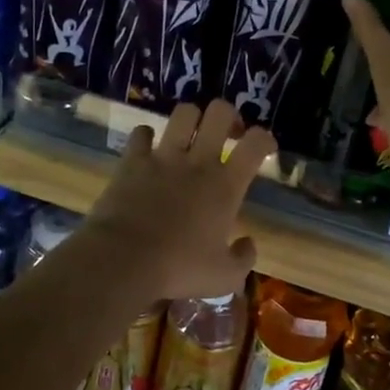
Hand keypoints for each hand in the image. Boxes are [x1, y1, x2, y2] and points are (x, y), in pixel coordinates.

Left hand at [86, 100, 274, 299]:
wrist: (123, 260)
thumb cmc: (178, 269)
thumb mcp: (224, 278)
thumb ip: (244, 259)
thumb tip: (248, 243)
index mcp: (226, 186)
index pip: (256, 143)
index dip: (266, 138)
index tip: (265, 148)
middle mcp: (198, 162)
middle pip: (220, 112)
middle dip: (228, 116)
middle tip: (227, 134)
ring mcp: (163, 157)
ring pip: (184, 112)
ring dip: (191, 119)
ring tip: (190, 135)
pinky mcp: (132, 161)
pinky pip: (141, 132)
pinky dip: (147, 136)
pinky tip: (149, 149)